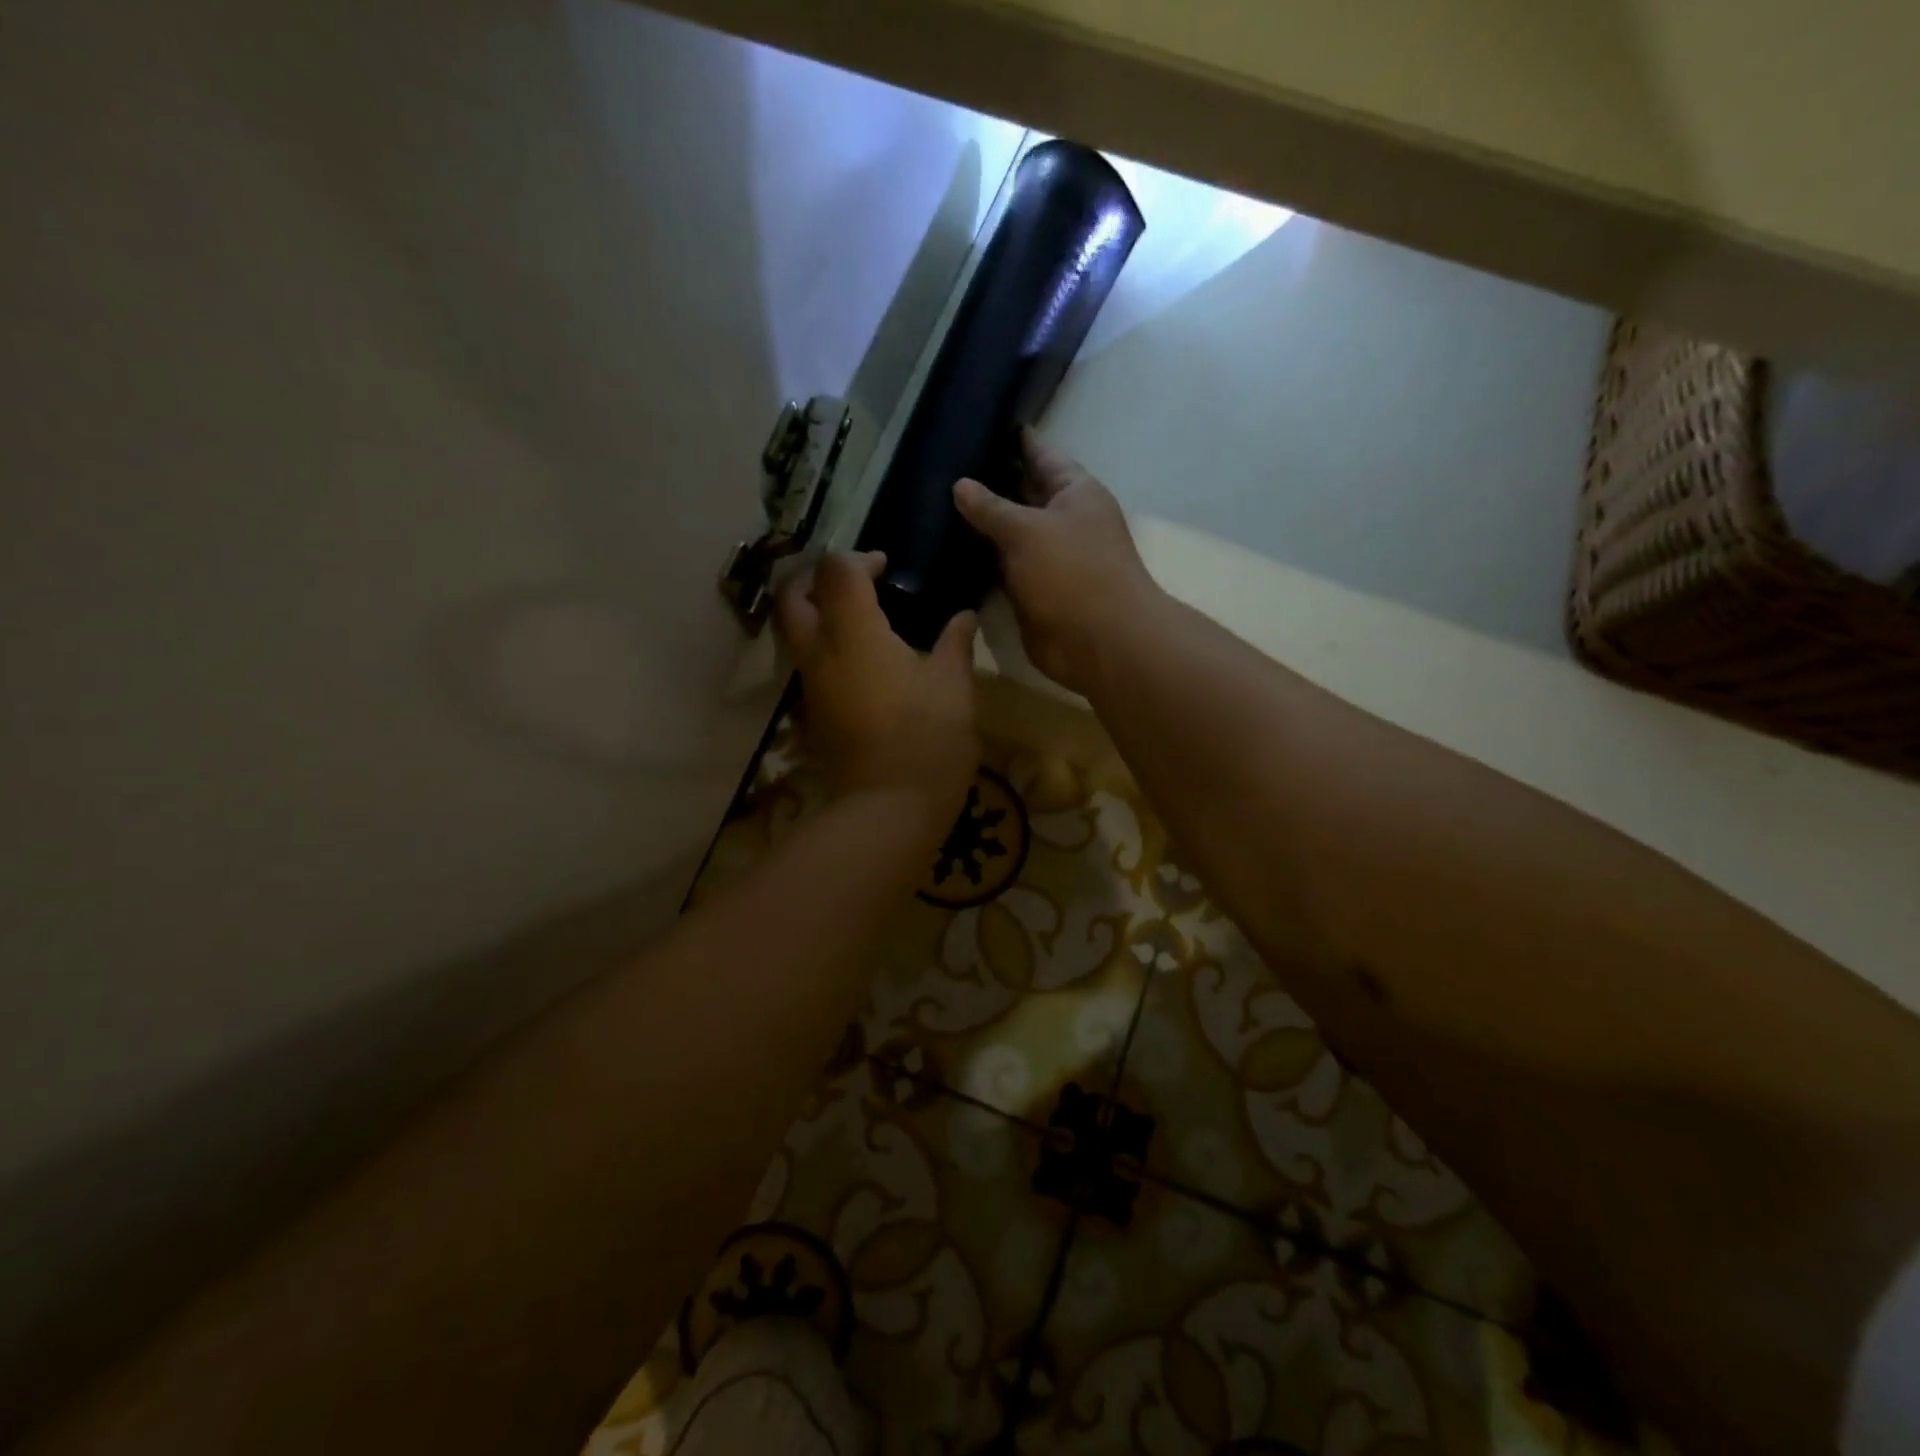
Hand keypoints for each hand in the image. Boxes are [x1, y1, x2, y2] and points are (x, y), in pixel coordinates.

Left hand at [774, 551, 979, 827]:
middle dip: (814, 578)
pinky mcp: (813, 714)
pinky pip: (809, 665)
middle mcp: (821, 653)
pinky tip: (862, 660)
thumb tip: (963, 616)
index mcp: (854, 633)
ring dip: (816, 613)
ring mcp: (811, 686)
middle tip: (851, 581)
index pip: (836, 571)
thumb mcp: (954, 686)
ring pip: (794, 633)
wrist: (889, 808)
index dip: (858, 559)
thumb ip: (955, 643)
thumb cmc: (928, 739)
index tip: (886, 567)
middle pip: (792, 597)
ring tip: (858, 617)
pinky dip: (824, 647)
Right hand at [952, 429, 1163, 694]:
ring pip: (1008, 535)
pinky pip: (1001, 570)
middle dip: (988, 484)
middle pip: (1022, 494)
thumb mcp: (1027, 530)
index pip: (1041, 454)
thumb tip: (960, 485)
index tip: (979, 423)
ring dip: (978, 528)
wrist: (1099, 642)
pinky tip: (945, 551)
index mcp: (1075, 492)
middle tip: (940, 467)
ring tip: (931, 505)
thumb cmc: (1072, 572)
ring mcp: (1048, 559)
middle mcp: (1063, 521)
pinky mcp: (1032, 592)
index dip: (1014, 440)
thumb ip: (991, 507)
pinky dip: (979, 563)